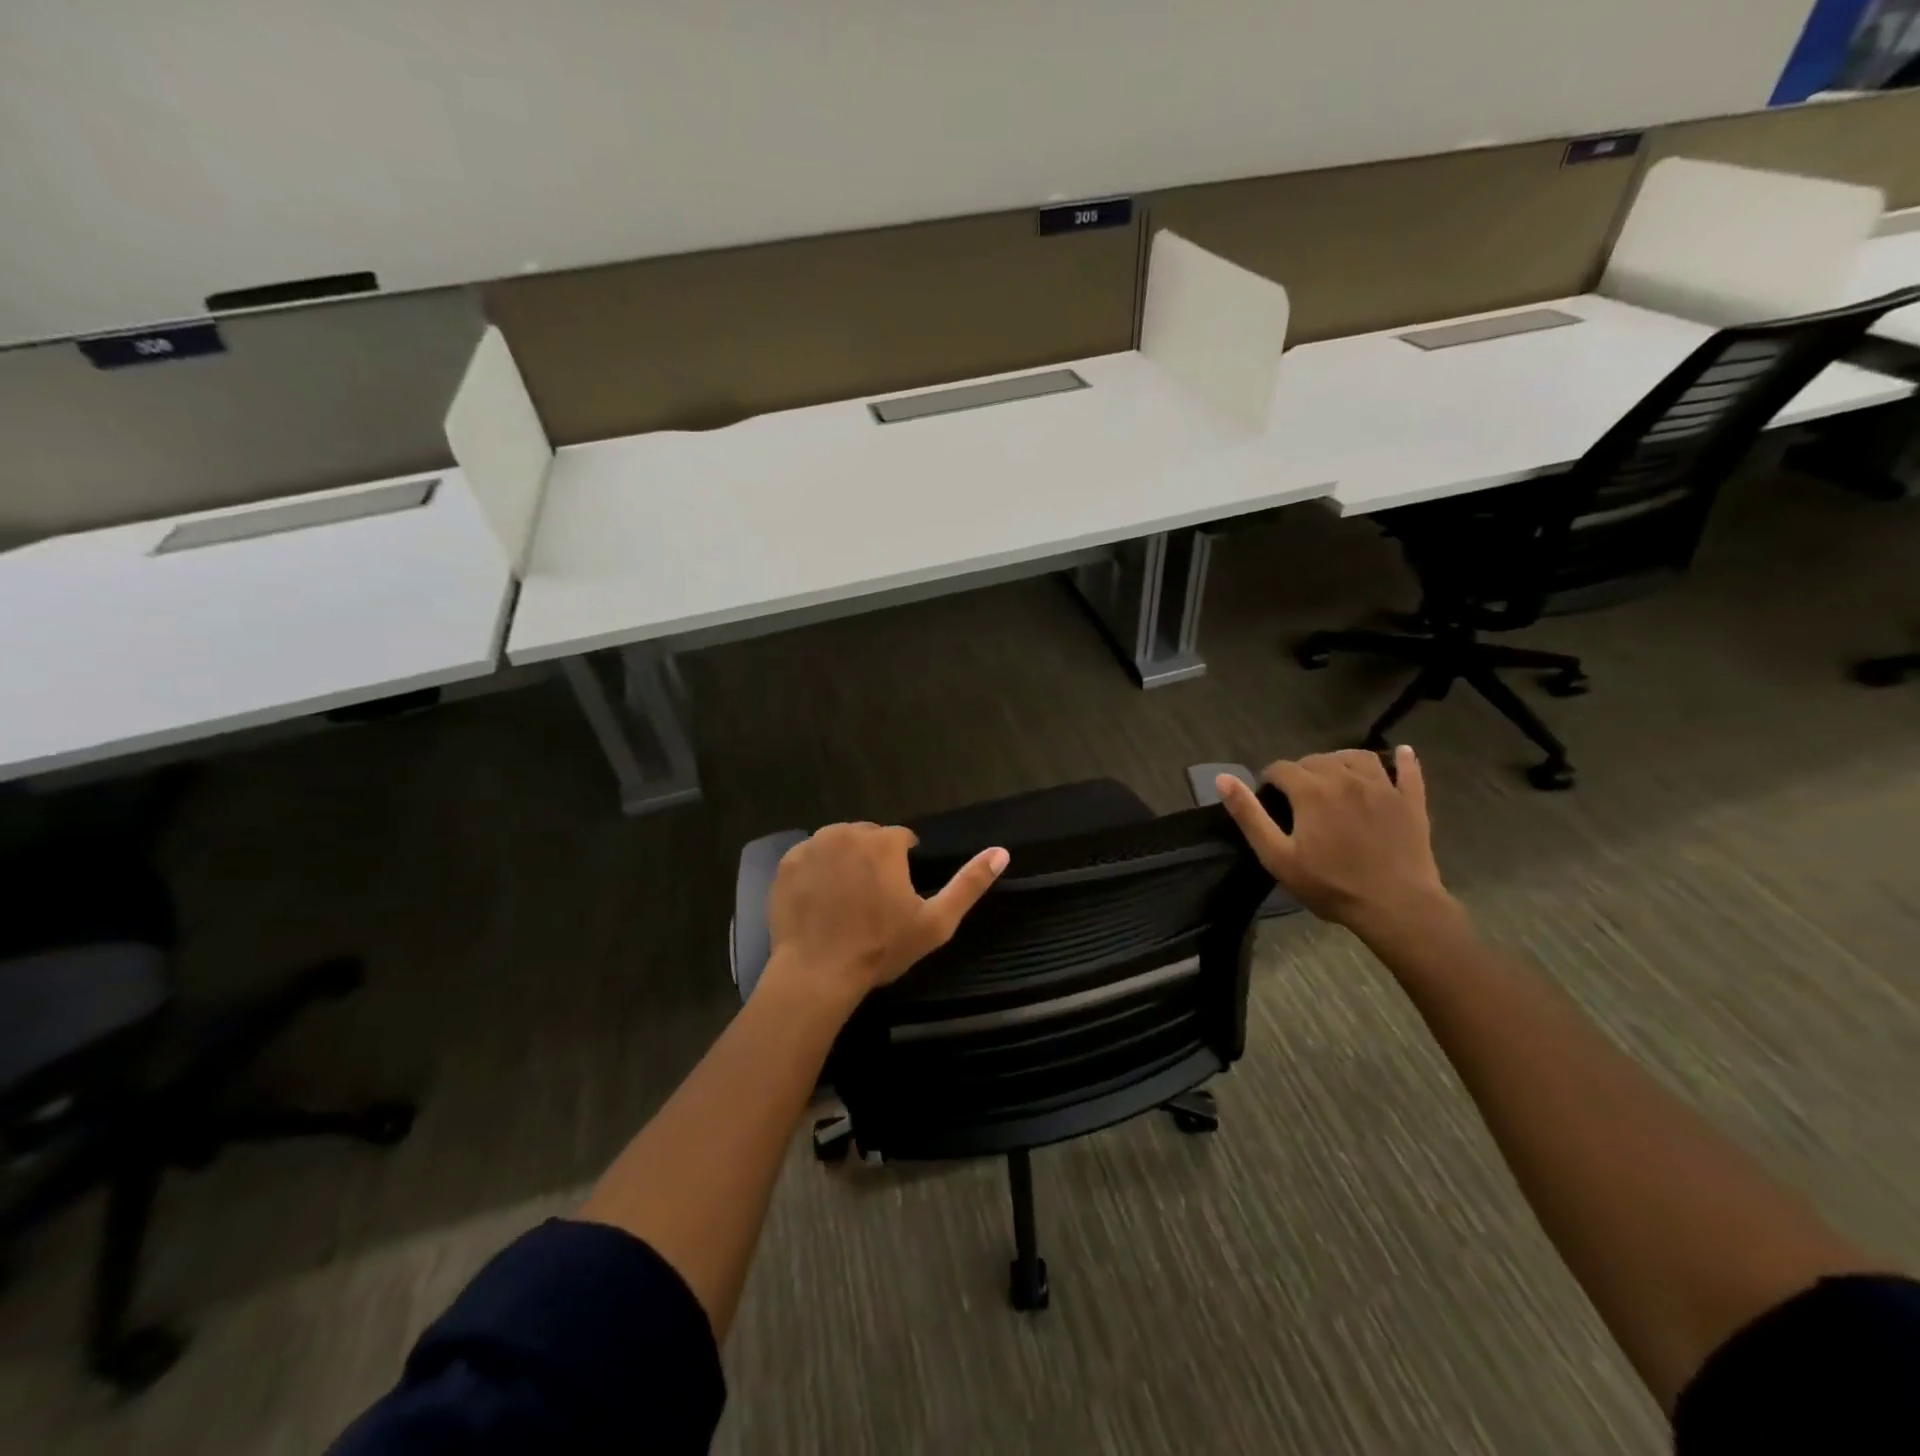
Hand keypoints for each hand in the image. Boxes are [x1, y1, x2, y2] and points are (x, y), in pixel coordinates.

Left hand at [765, 823, 1008, 1005]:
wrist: (817, 973)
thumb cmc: (880, 948)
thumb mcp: (935, 922)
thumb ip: (969, 884)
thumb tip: (1002, 851)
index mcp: (884, 842)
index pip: (901, 840)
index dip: (903, 866)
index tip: (897, 897)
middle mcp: (847, 833)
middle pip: (868, 837)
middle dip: (873, 860)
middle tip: (870, 901)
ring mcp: (813, 846)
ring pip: (838, 844)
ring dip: (844, 862)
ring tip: (845, 901)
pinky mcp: (786, 863)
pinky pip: (809, 857)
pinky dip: (816, 872)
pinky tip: (820, 901)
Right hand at [1216, 747, 1454, 942]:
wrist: (1396, 906)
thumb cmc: (1330, 885)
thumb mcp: (1277, 856)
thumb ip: (1249, 815)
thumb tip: (1223, 778)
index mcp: (1312, 790)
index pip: (1282, 768)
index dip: (1270, 780)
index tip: (1268, 798)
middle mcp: (1346, 778)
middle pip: (1317, 760)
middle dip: (1301, 772)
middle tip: (1297, 797)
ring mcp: (1383, 787)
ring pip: (1357, 757)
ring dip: (1340, 761)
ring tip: (1333, 777)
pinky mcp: (1410, 802)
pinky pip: (1408, 771)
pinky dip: (1403, 760)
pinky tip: (1401, 754)